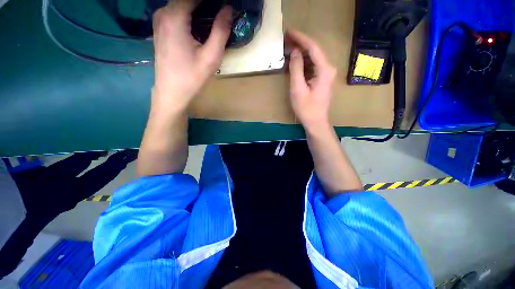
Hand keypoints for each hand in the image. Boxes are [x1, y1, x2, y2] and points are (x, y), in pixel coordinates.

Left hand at [152, 0, 231, 110]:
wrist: (171, 92)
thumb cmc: (192, 77)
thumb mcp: (211, 57)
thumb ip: (220, 31)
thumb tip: (228, 9)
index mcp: (175, 17)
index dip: (212, 2)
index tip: (224, 7)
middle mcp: (163, 13)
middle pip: (187, 0)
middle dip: (206, 5)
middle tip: (221, 16)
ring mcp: (160, 20)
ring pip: (182, 5)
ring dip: (198, 9)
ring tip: (213, 21)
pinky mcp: (161, 28)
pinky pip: (176, 13)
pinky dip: (190, 15)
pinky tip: (199, 27)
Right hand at [287, 29, 337, 128]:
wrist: (316, 122)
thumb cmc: (306, 109)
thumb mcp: (298, 89)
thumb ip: (296, 69)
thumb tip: (294, 52)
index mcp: (324, 70)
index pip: (313, 47)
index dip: (300, 38)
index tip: (289, 31)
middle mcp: (328, 68)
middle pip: (314, 51)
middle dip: (300, 44)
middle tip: (286, 39)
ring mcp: (326, 74)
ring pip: (313, 58)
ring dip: (301, 53)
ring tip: (288, 48)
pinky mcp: (322, 79)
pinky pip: (312, 66)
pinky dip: (303, 62)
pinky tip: (295, 61)